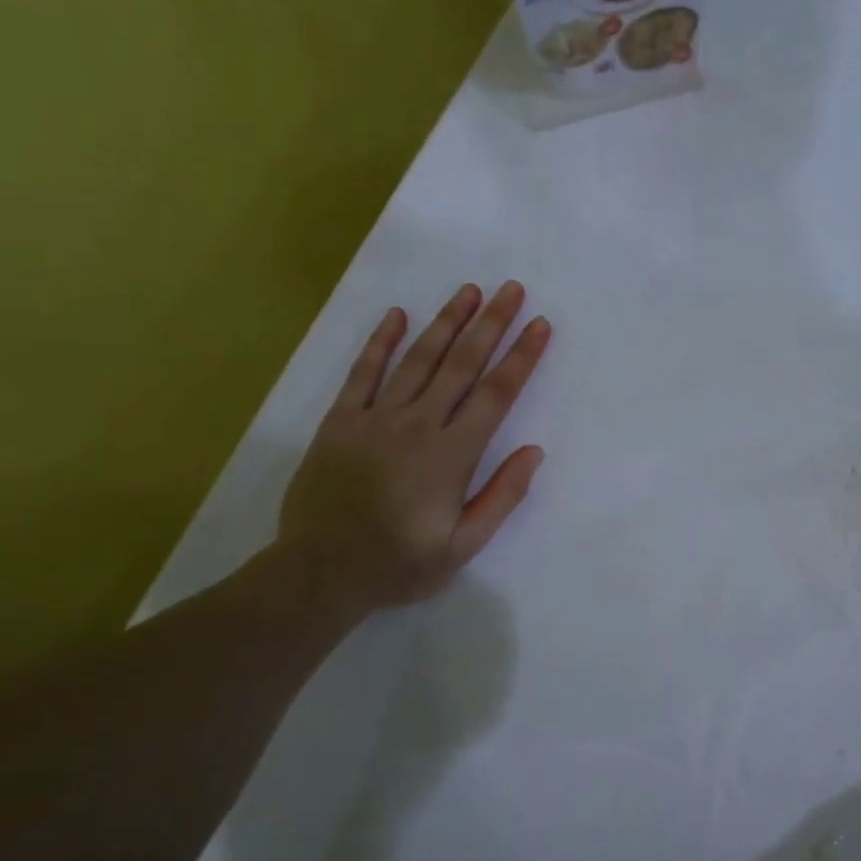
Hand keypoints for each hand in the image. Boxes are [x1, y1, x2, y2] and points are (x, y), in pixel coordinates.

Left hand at [274, 281, 550, 616]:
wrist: (321, 570)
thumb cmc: (400, 563)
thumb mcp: (463, 546)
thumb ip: (501, 496)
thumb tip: (533, 451)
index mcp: (452, 455)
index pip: (495, 395)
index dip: (521, 358)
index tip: (540, 326)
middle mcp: (417, 425)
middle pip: (461, 364)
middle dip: (491, 324)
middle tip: (511, 289)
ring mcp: (375, 418)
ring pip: (418, 359)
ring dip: (446, 322)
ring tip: (469, 291)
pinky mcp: (340, 421)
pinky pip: (362, 372)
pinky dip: (380, 342)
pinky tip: (397, 315)